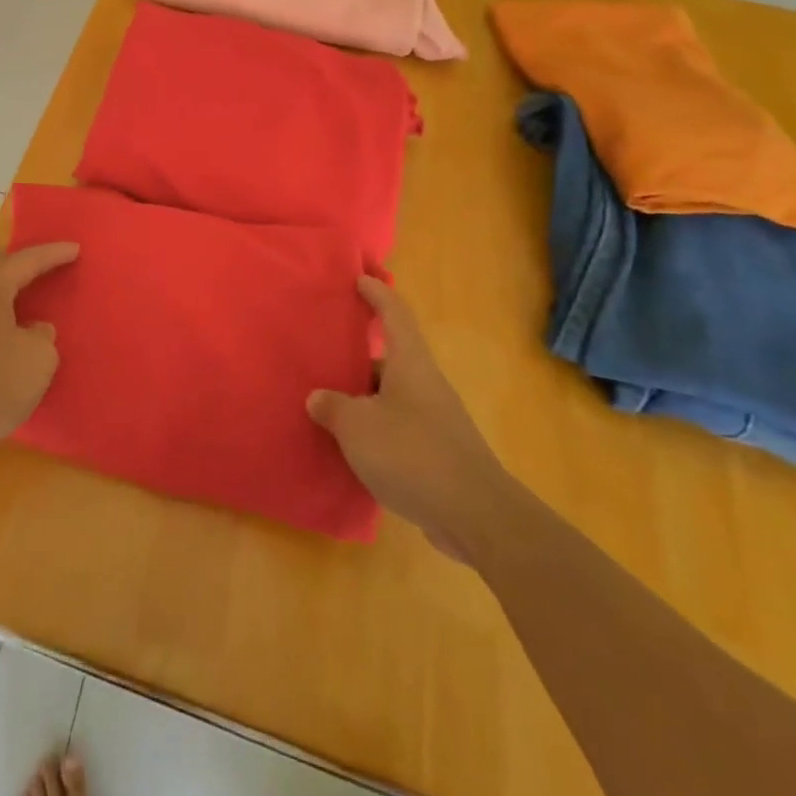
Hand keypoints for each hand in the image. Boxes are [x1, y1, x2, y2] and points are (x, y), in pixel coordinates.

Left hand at [0, 243, 79, 480]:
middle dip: (22, 261)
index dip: (52, 254)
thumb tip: (31, 330)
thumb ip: (42, 335)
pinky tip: (8, 322)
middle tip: (47, 262)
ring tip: (29, 290)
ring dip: (5, 285)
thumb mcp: (38, 358)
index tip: (75, 249)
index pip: (25, 260)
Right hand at [308, 277, 511, 563]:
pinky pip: (398, 428)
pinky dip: (374, 430)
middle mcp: (426, 385)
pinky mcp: (438, 454)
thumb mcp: (357, 426)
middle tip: (323, 355)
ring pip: (391, 396)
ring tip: (328, 404)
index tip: (359, 279)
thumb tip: (318, 398)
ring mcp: (435, 421)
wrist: (476, 517)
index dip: (377, 293)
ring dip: (363, 398)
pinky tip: (351, 447)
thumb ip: (332, 407)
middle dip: (357, 356)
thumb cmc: (412, 454)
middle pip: (390, 358)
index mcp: (410, 364)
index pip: (394, 315)